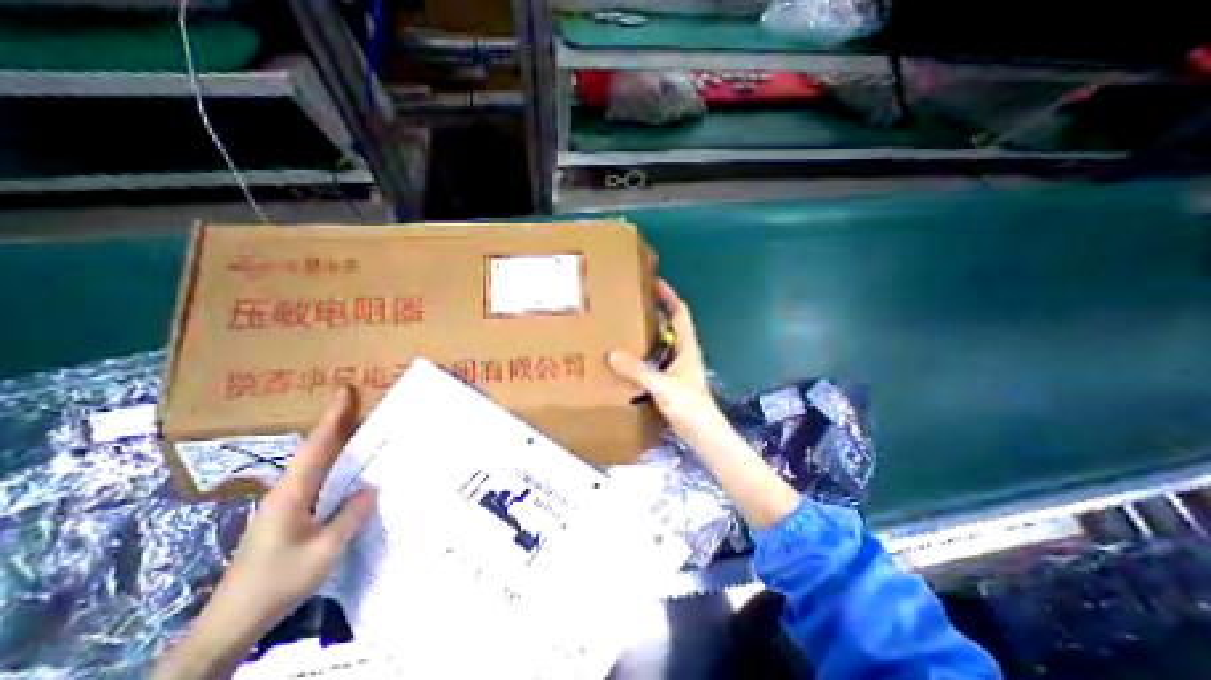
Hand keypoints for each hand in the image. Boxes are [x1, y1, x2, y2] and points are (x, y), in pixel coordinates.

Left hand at [213, 387, 373, 637]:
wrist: (232, 622)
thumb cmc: (279, 581)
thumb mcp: (326, 549)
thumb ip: (350, 515)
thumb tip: (370, 487)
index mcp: (293, 493)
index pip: (316, 446)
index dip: (332, 418)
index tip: (344, 391)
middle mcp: (286, 491)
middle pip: (314, 449)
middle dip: (336, 424)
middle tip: (361, 405)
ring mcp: (284, 504)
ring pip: (314, 464)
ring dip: (335, 444)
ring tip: (361, 429)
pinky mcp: (287, 516)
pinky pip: (316, 480)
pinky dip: (334, 465)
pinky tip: (349, 470)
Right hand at [604, 277, 725, 445]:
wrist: (702, 434)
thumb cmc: (690, 406)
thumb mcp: (663, 386)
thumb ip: (638, 370)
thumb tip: (613, 354)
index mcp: (686, 346)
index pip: (679, 312)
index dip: (668, 296)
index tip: (654, 281)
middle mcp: (682, 353)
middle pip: (668, 325)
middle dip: (653, 311)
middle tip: (630, 303)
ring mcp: (675, 368)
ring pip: (659, 343)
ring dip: (645, 334)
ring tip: (623, 326)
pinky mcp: (669, 382)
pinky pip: (653, 361)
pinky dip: (641, 355)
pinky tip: (625, 358)